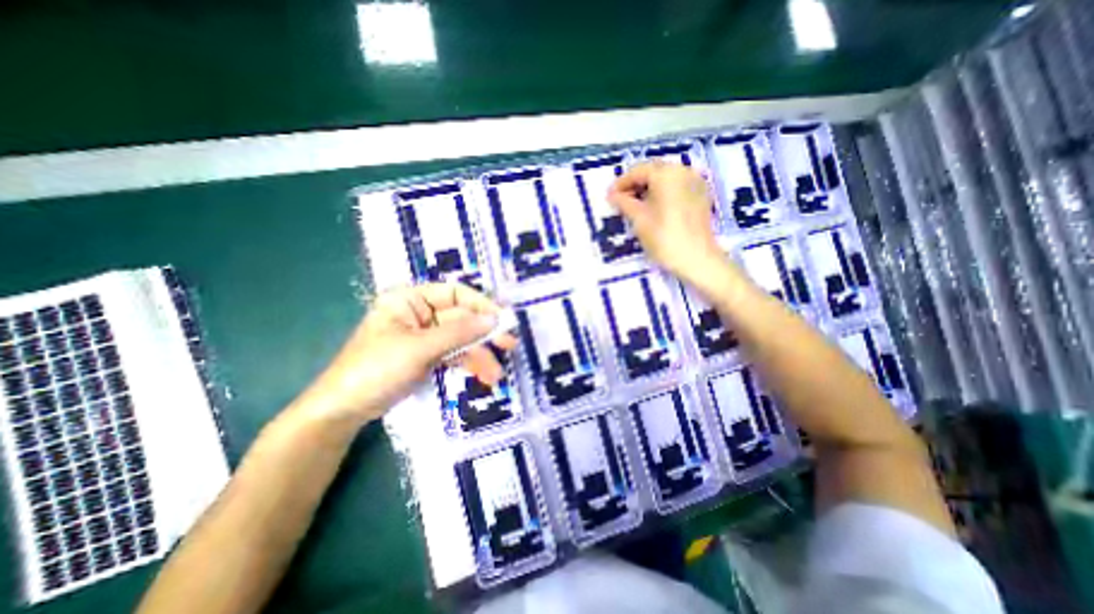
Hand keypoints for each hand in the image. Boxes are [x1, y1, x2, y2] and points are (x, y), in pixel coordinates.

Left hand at [296, 283, 516, 426]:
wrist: (344, 411)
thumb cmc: (375, 369)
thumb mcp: (419, 348)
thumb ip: (459, 332)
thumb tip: (495, 319)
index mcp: (410, 299)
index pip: (454, 293)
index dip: (480, 304)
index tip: (502, 319)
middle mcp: (420, 313)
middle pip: (461, 318)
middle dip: (484, 334)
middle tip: (509, 344)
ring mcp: (426, 336)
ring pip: (461, 339)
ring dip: (480, 355)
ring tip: (496, 374)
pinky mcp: (428, 356)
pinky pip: (455, 354)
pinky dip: (470, 364)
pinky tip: (485, 376)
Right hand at [607, 157, 724, 279]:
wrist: (697, 259)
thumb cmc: (664, 238)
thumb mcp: (639, 219)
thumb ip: (623, 202)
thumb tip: (612, 195)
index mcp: (666, 173)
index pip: (638, 171)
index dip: (620, 183)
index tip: (609, 196)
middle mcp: (683, 171)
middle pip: (653, 171)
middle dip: (635, 184)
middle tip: (620, 201)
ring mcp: (695, 182)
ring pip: (665, 179)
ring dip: (648, 189)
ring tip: (634, 206)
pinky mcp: (701, 195)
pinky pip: (677, 187)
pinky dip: (662, 193)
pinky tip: (653, 208)